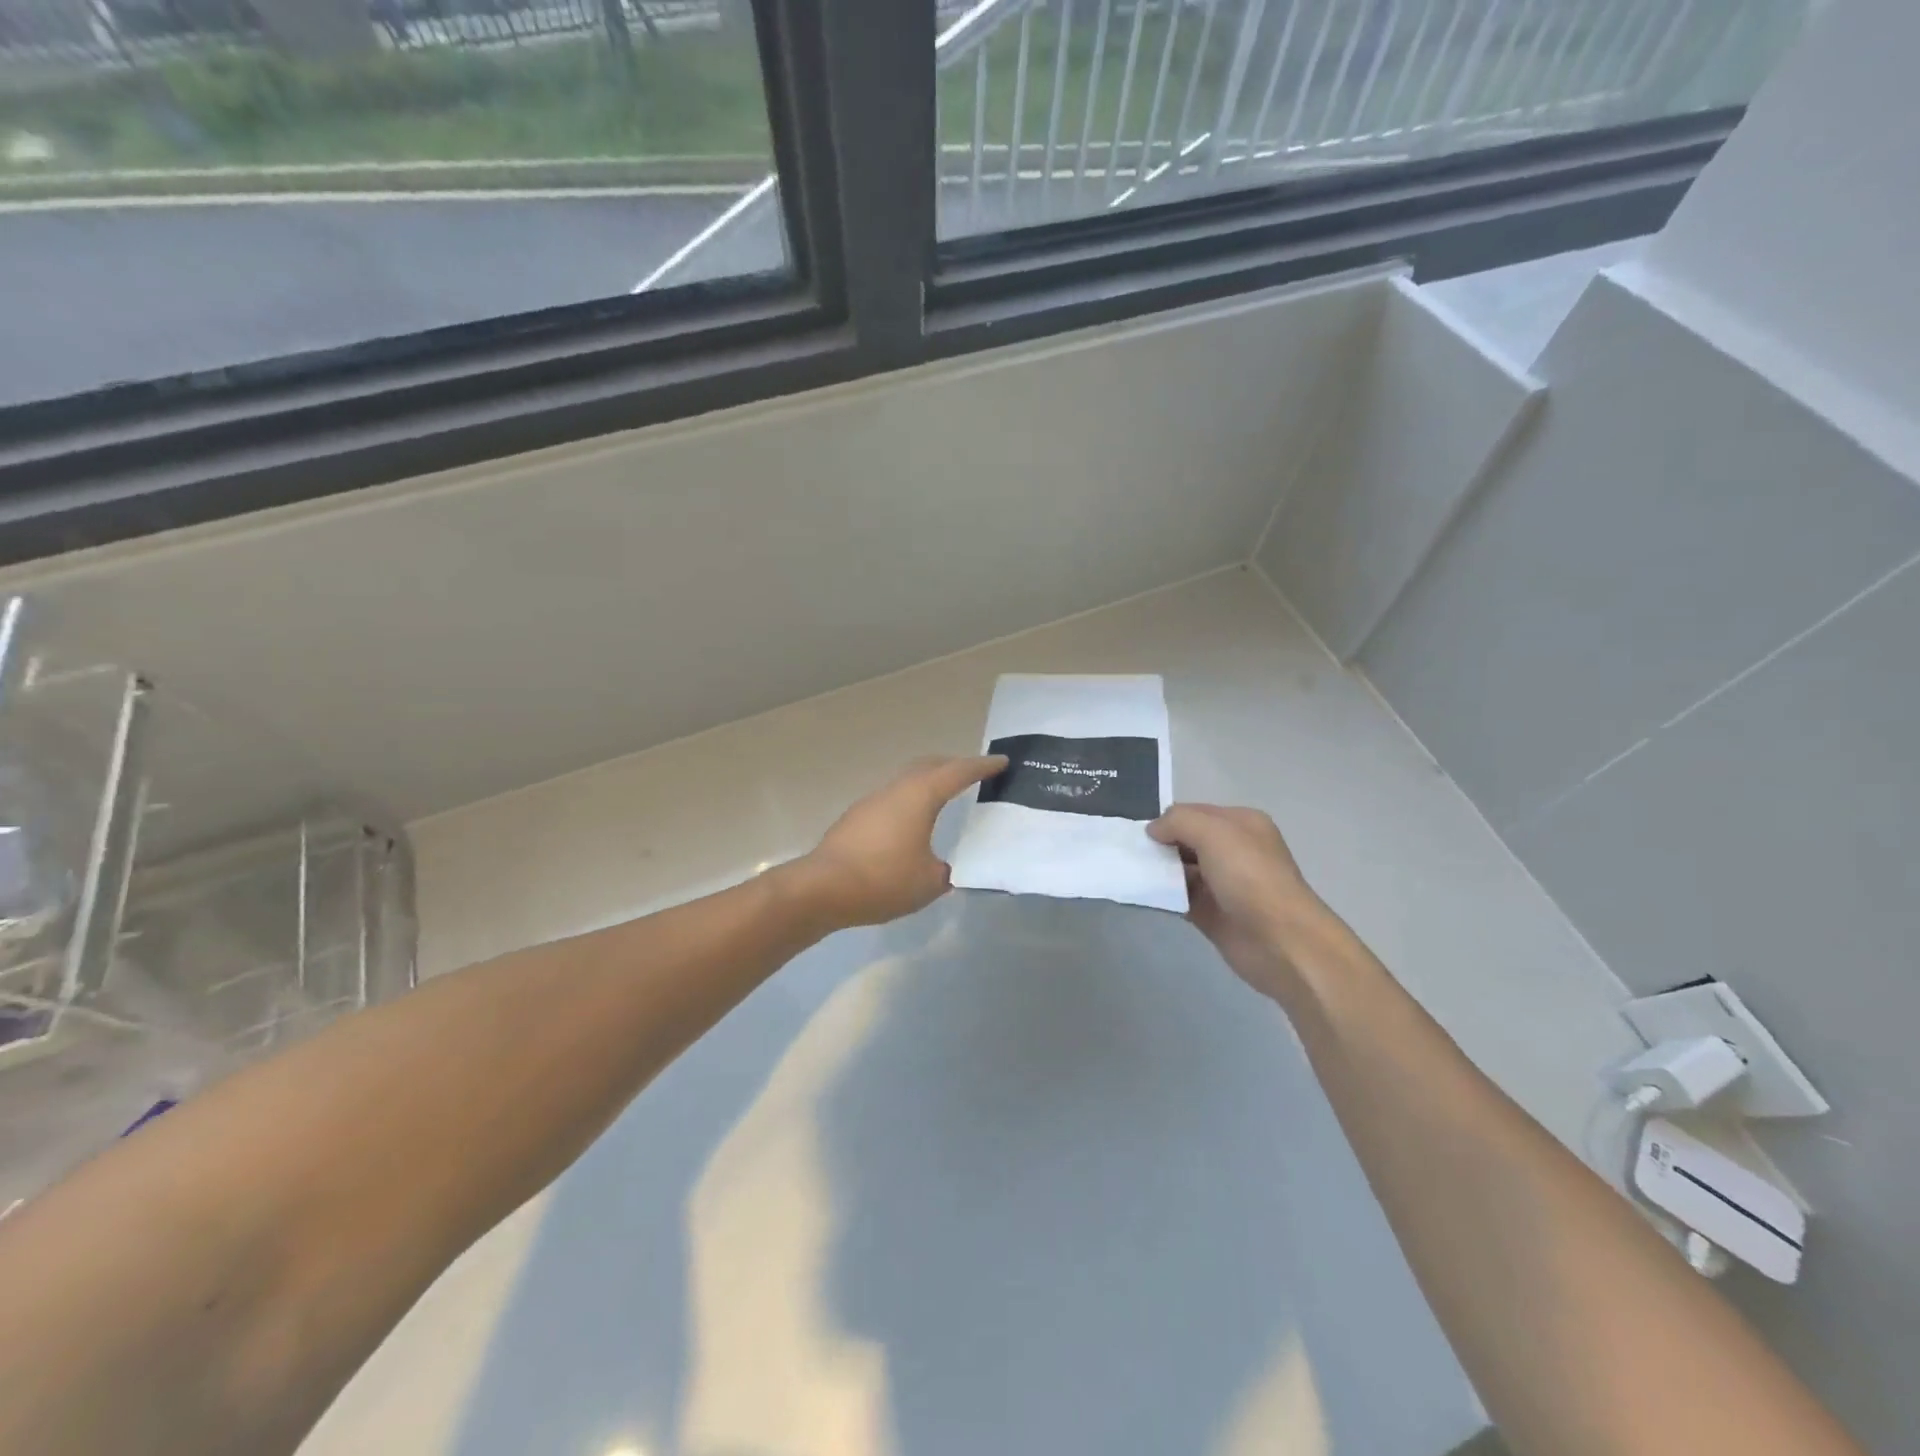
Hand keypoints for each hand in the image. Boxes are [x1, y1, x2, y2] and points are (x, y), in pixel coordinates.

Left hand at [795, 755, 1007, 928]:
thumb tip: (940, 868)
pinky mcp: (856, 819)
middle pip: (929, 766)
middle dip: (953, 766)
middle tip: (974, 773)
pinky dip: (910, 801)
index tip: (1002, 762)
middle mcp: (896, 790)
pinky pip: (892, 799)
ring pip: (907, 781)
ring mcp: (872, 802)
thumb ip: (943, 872)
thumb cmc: (883, 880)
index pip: (958, 772)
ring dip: (928, 783)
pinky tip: (912, 825)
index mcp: (920, 796)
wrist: (821, 889)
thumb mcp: (928, 883)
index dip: (982, 766)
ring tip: (945, 797)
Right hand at [1147, 804, 1334, 1002]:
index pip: (1194, 812)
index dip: (1167, 820)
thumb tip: (1153, 830)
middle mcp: (1233, 850)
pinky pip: (1180, 898)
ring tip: (1129, 873)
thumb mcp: (1214, 833)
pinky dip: (1162, 897)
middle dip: (1159, 845)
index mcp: (1241, 824)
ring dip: (1158, 872)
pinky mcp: (1213, 914)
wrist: (1282, 942)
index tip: (1138, 833)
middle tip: (1128, 853)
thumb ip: (1178, 821)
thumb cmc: (1250, 878)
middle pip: (1186, 840)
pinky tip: (1142, 896)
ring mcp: (1223, 884)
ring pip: (1181, 870)